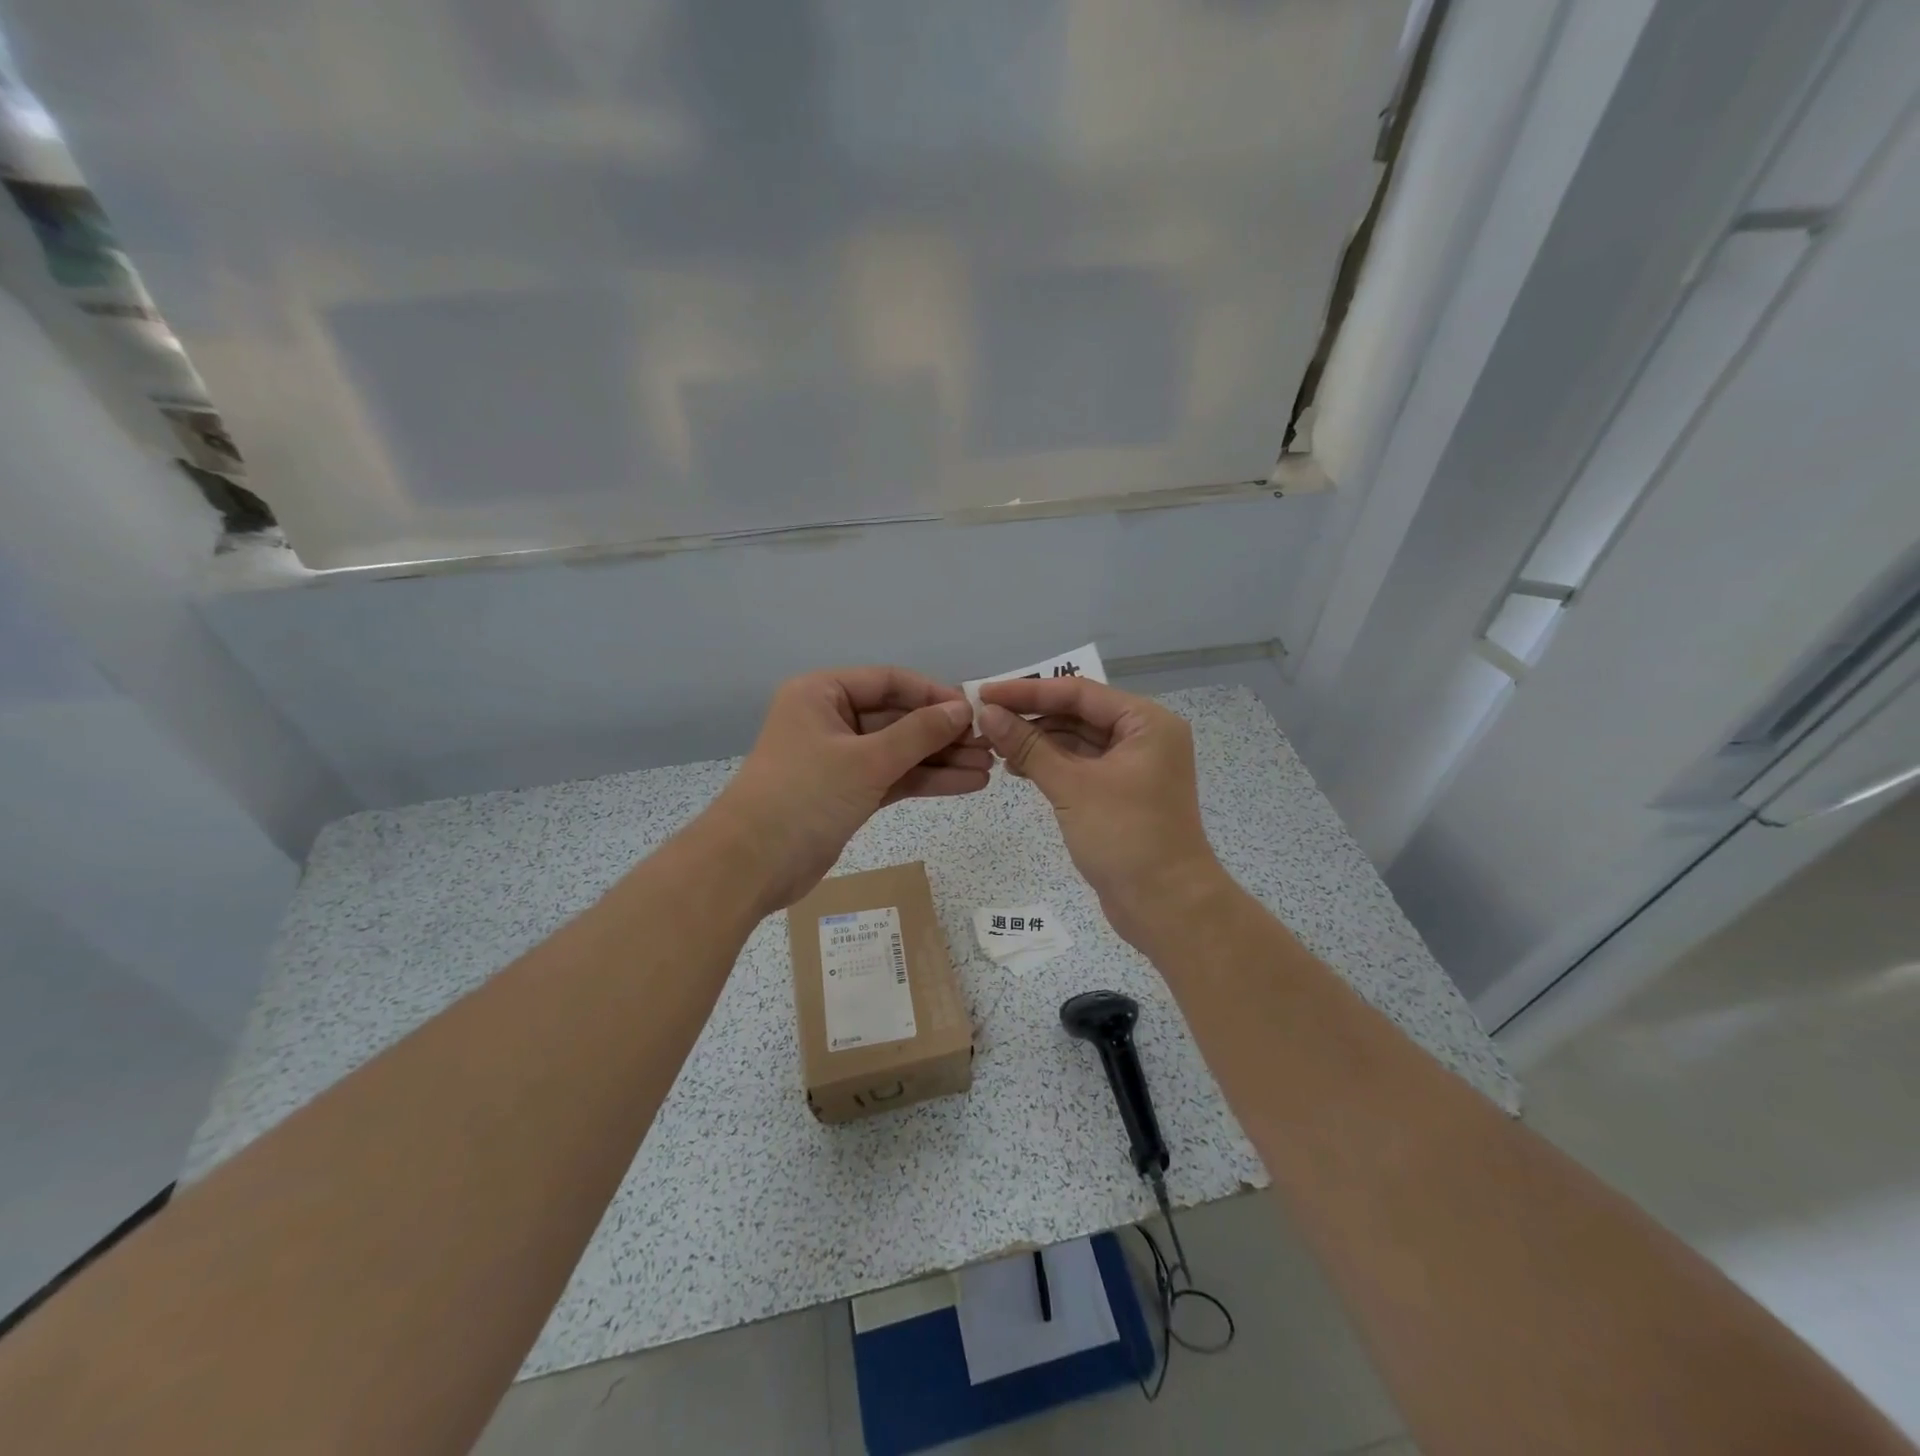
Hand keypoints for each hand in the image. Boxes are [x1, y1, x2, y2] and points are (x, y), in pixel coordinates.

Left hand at [704, 667, 989, 911]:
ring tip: (989, 766)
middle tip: (991, 743)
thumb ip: (918, 732)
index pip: (889, 681)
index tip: (974, 709)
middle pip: (898, 717)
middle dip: (943, 732)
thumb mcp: (866, 760)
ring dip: (941, 759)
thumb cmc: (804, 795)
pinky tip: (967, 784)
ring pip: (899, 751)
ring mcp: (840, 759)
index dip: (933, 693)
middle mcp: (830, 719)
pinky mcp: (847, 793)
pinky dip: (926, 781)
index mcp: (822, 694)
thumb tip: (962, 708)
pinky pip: (893, 778)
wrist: (752, 866)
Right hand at [976, 678, 1231, 950]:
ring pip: (1077, 740)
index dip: (1028, 691)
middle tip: (983, 719)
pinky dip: (1050, 764)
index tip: (984, 692)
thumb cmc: (1126, 837)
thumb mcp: (1072, 787)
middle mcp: (1144, 736)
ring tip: (993, 744)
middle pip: (1078, 713)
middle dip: (1031, 716)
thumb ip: (1029, 746)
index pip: (1079, 693)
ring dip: (1037, 741)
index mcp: (1146, 722)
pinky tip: (1016, 768)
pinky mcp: (1121, 793)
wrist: (1166, 906)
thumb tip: (988, 713)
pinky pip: (1080, 765)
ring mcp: (1133, 766)